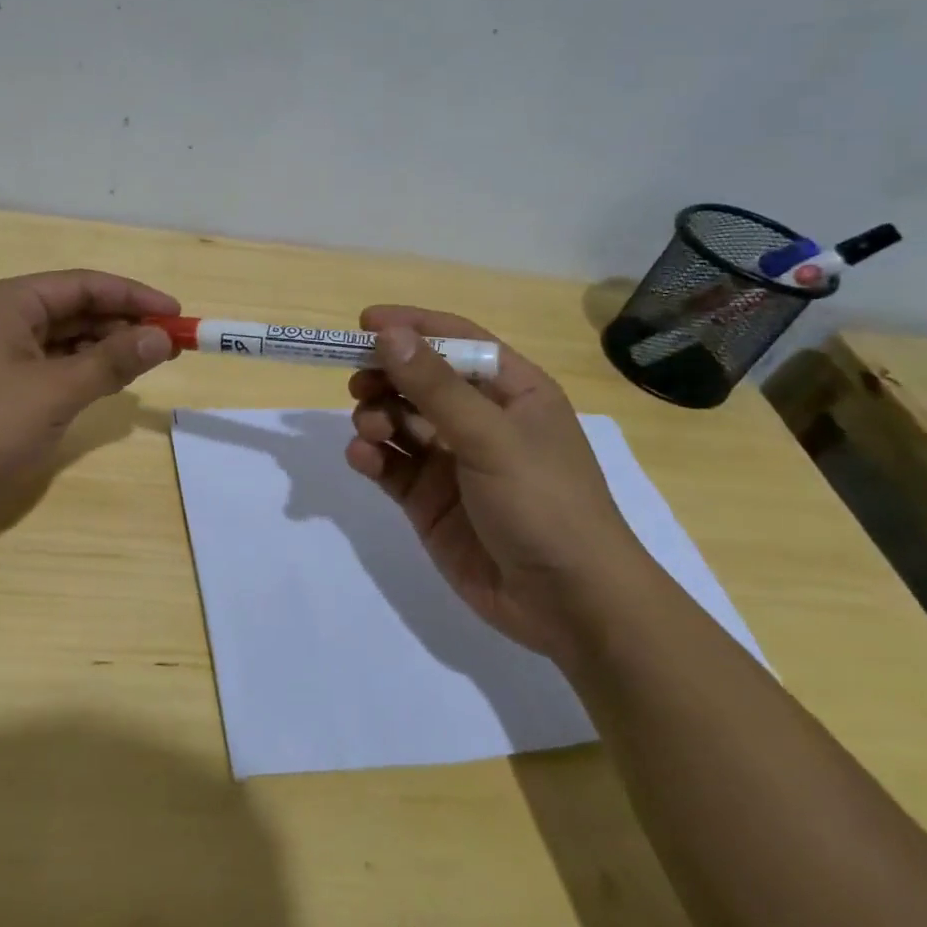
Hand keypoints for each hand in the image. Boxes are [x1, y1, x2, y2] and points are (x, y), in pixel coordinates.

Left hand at [0, 269, 178, 544]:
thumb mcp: (54, 393)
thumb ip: (111, 362)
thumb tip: (162, 337)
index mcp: (9, 302)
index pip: (84, 284)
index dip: (134, 296)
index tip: (177, 314)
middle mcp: (2, 317)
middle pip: (75, 308)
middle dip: (123, 323)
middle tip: (170, 344)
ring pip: (65, 338)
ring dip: (106, 348)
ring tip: (149, 362)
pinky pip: (51, 365)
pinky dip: (83, 370)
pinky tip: (110, 382)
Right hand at [345, 307, 653, 663]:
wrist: (568, 603)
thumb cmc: (543, 502)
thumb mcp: (490, 436)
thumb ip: (434, 385)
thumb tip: (388, 333)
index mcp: (512, 392)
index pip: (457, 341)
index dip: (413, 326)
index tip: (364, 323)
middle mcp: (480, 420)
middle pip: (420, 380)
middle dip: (386, 377)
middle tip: (358, 383)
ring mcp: (452, 461)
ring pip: (399, 421)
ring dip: (376, 416)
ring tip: (370, 431)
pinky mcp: (429, 499)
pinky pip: (391, 465)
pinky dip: (371, 457)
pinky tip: (363, 458)